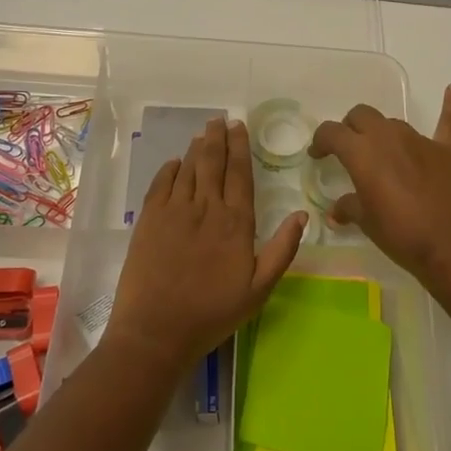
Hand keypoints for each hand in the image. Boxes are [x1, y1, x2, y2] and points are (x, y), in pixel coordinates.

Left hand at [104, 117, 306, 370]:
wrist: (156, 330)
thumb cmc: (212, 313)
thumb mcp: (259, 290)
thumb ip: (281, 250)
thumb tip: (302, 215)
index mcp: (235, 222)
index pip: (240, 173)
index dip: (240, 147)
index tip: (240, 126)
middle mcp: (205, 207)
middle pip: (213, 162)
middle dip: (218, 138)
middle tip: (220, 119)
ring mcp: (174, 211)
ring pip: (188, 168)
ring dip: (197, 148)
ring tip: (203, 133)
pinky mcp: (149, 220)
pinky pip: (161, 184)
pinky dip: (170, 169)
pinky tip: (176, 162)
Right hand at [309, 85, 450, 279]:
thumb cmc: (401, 234)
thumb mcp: (366, 222)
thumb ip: (349, 208)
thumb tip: (337, 210)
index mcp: (362, 152)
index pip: (332, 132)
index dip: (321, 141)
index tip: (318, 154)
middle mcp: (388, 136)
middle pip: (362, 116)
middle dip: (351, 128)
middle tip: (349, 150)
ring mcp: (419, 140)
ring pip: (393, 123)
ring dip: (382, 132)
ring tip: (382, 154)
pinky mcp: (447, 150)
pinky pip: (448, 120)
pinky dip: (450, 105)